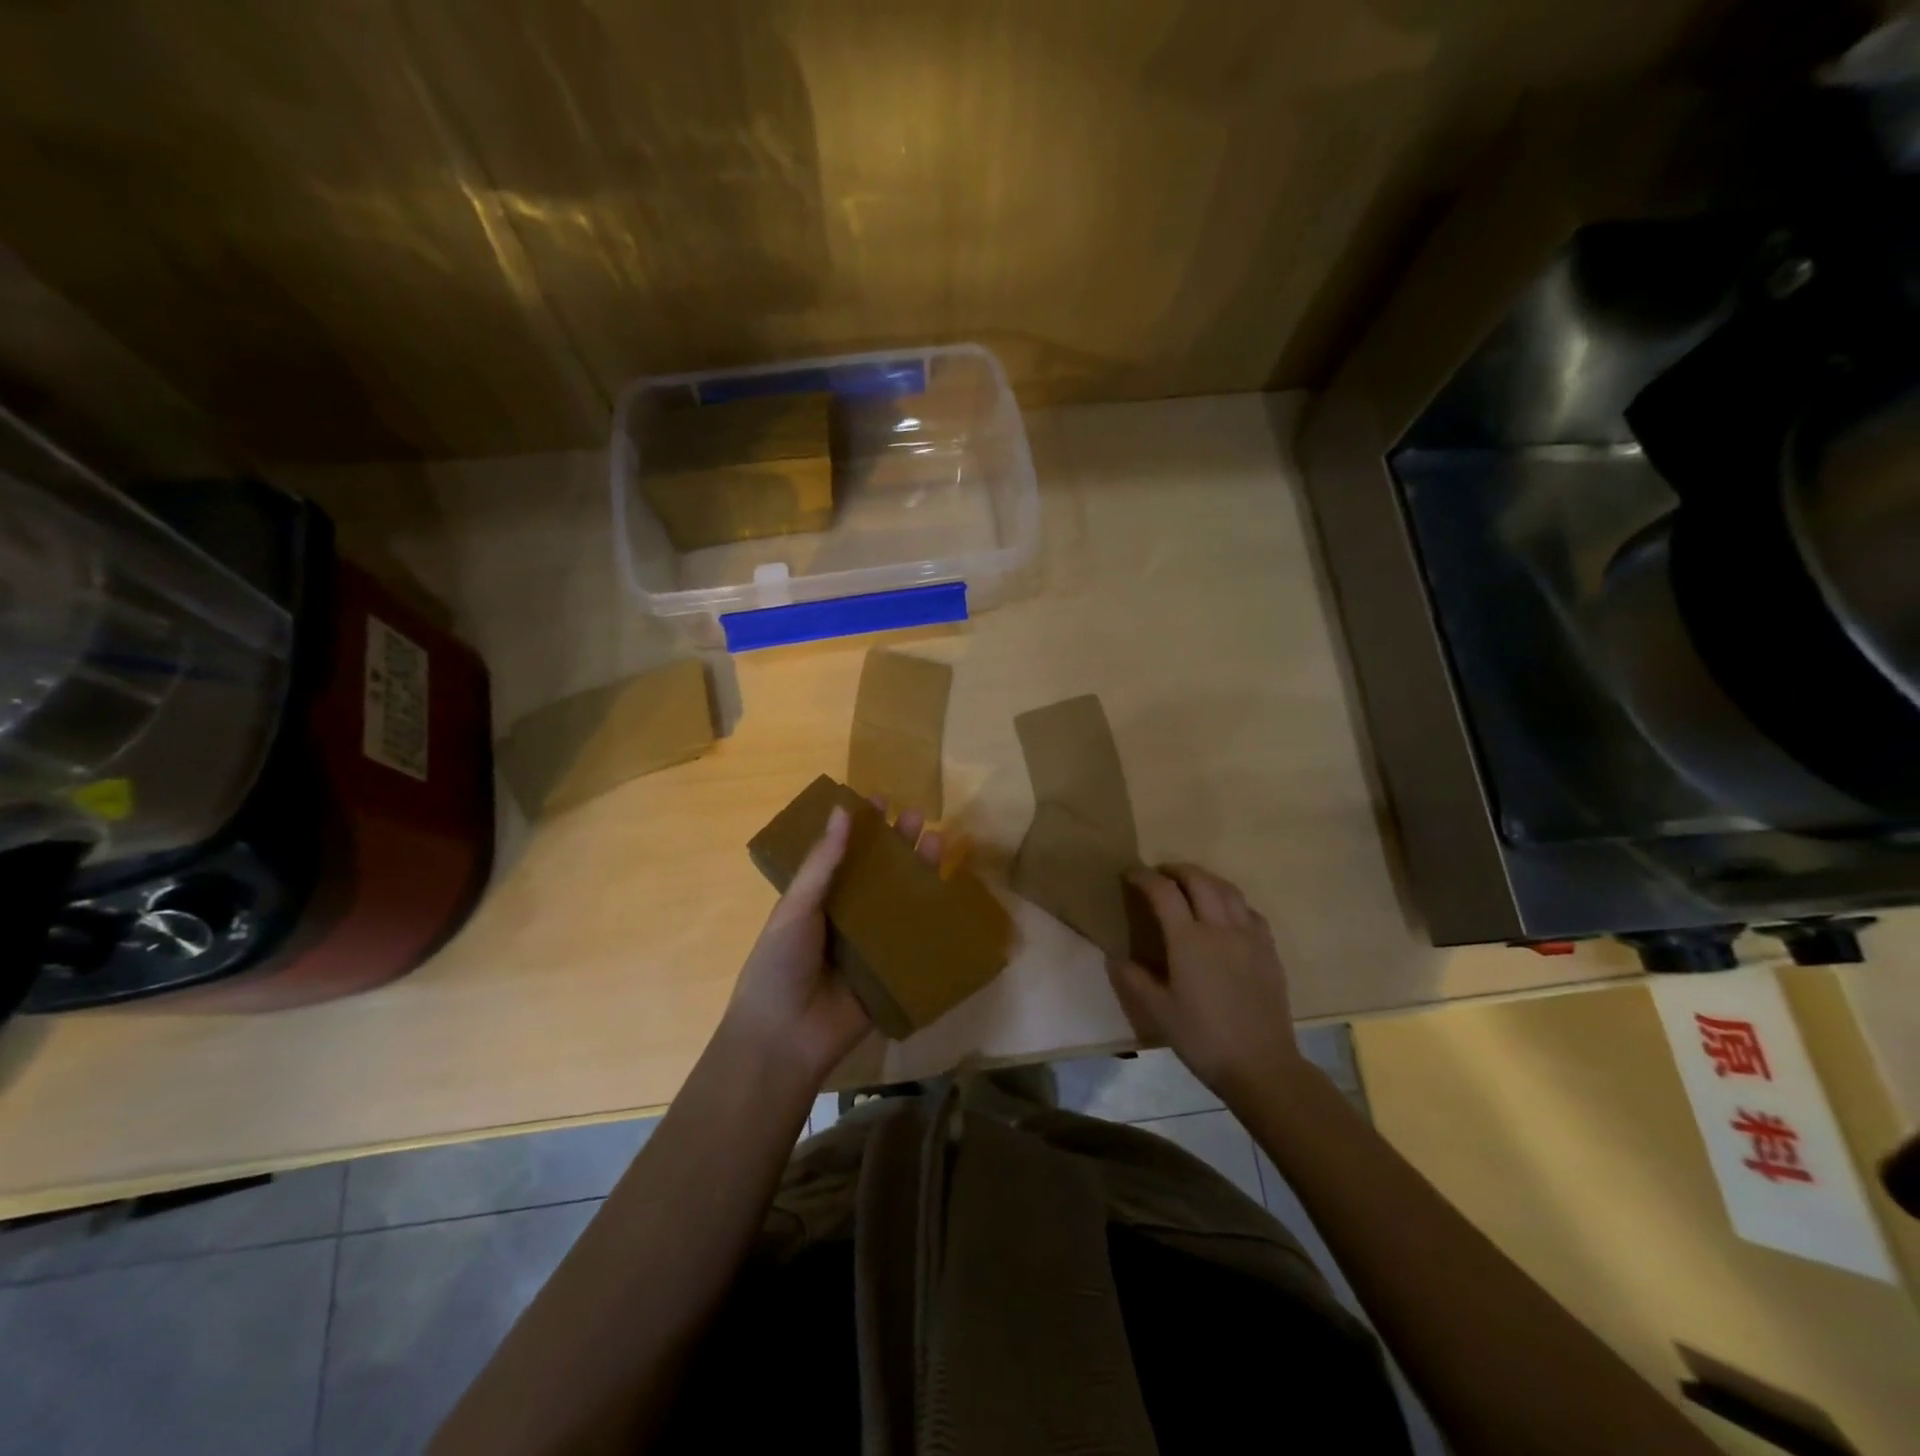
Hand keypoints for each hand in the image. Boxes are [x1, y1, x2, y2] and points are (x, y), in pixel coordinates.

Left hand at [722, 799, 942, 1088]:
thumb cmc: (779, 964)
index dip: (861, 827)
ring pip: (899, 901)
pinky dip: (931, 919)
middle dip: (896, 845)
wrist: (784, 1037)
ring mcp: (870, 945)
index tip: (880, 799)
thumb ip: (822, 863)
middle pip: (878, 874)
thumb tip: (841, 810)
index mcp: (818, 899)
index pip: (844, 854)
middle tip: (916, 817)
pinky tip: (950, 894)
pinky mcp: (891, 972)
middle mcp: (846, 917)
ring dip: (917, 872)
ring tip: (937, 841)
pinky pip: (914, 941)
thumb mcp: (796, 907)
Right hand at [1107, 862, 1307, 1100]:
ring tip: (1190, 885)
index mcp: (1188, 940)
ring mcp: (1249, 936)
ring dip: (1205, 879)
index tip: (1129, 874)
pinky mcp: (1269, 950)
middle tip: (1159, 874)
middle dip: (1176, 870)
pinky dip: (1231, 901)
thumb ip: (1133, 979)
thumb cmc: (1202, 1039)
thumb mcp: (1157, 1012)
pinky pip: (1250, 911)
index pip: (1163, 892)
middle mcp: (1220, 928)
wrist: (1261, 1066)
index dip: (1143, 877)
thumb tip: (1113, 956)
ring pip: (1228, 889)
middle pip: (1199, 880)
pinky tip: (1225, 913)